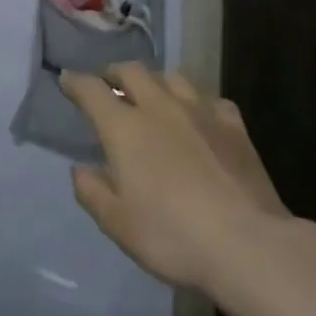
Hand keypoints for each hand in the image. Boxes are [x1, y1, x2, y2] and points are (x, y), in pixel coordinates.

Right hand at [61, 63, 292, 292]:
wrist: (248, 245)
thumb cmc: (173, 236)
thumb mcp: (117, 224)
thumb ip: (92, 191)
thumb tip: (80, 168)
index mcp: (124, 127)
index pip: (91, 89)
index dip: (75, 81)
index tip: (66, 80)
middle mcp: (159, 106)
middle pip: (131, 71)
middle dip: (114, 73)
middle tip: (108, 83)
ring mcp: (200, 111)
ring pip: (172, 76)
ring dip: (155, 81)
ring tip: (152, 95)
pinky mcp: (234, 126)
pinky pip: (210, 99)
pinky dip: (197, 102)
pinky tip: (199, 117)